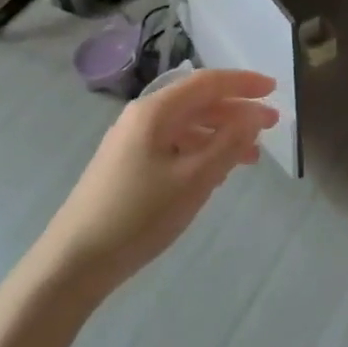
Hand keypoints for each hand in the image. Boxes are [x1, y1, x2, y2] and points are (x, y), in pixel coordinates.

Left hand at [35, 68, 278, 286]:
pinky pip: (175, 146)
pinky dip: (202, 152)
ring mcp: (132, 142)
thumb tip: (255, 115)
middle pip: (198, 102)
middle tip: (271, 126)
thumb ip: (229, 142)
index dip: (243, 83)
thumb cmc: (138, 216)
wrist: (72, 264)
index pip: (207, 83)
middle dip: (237, 111)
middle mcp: (142, 118)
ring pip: (187, 126)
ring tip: (251, 156)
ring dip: (222, 134)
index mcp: (155, 111)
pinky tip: (217, 173)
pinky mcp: (128, 166)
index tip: (275, 90)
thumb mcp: (194, 179)